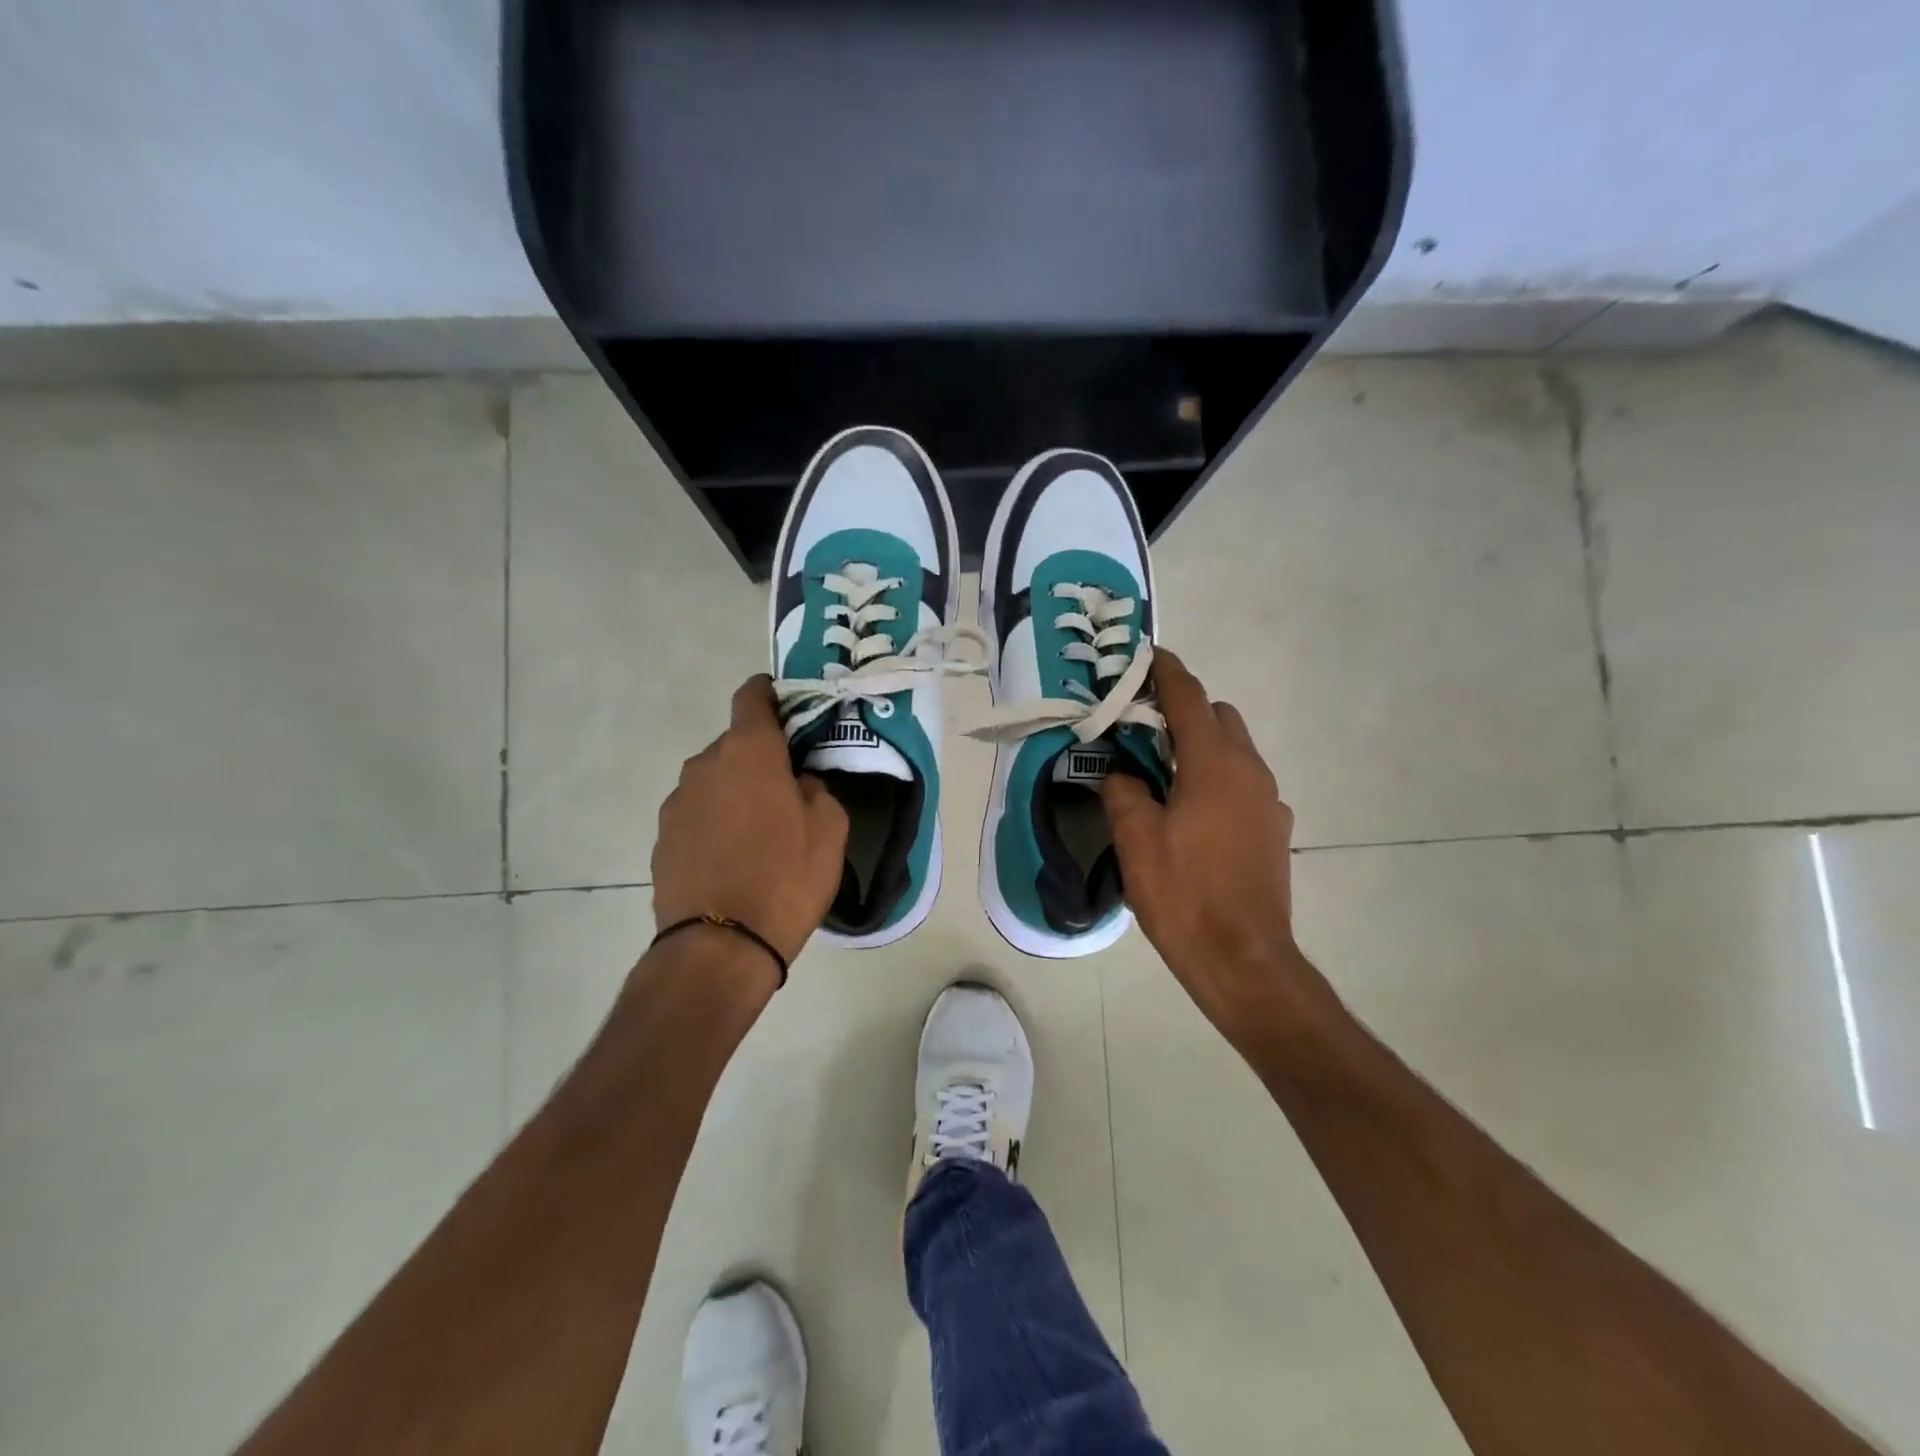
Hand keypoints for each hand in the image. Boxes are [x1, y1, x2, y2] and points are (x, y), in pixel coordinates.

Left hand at [652, 677, 848, 968]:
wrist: (720, 947)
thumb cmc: (786, 877)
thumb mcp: (830, 828)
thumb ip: (816, 788)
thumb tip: (798, 782)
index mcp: (748, 752)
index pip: (752, 697)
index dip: (770, 694)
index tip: (787, 707)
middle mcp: (704, 766)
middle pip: (735, 745)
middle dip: (760, 759)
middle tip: (788, 791)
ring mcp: (676, 803)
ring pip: (714, 781)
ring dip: (736, 793)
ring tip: (759, 834)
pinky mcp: (662, 838)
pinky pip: (697, 815)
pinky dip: (715, 823)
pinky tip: (732, 859)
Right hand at [1102, 650, 1307, 1036]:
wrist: (1244, 959)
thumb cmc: (1184, 893)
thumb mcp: (1135, 838)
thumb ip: (1123, 791)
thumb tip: (1121, 774)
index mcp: (1214, 764)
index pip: (1188, 697)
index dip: (1166, 671)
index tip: (1146, 654)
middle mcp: (1250, 771)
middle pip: (1219, 717)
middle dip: (1184, 710)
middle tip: (1142, 728)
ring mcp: (1269, 801)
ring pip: (1234, 751)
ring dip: (1201, 746)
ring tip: (1162, 773)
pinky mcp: (1274, 830)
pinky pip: (1243, 785)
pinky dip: (1216, 779)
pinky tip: (1191, 815)